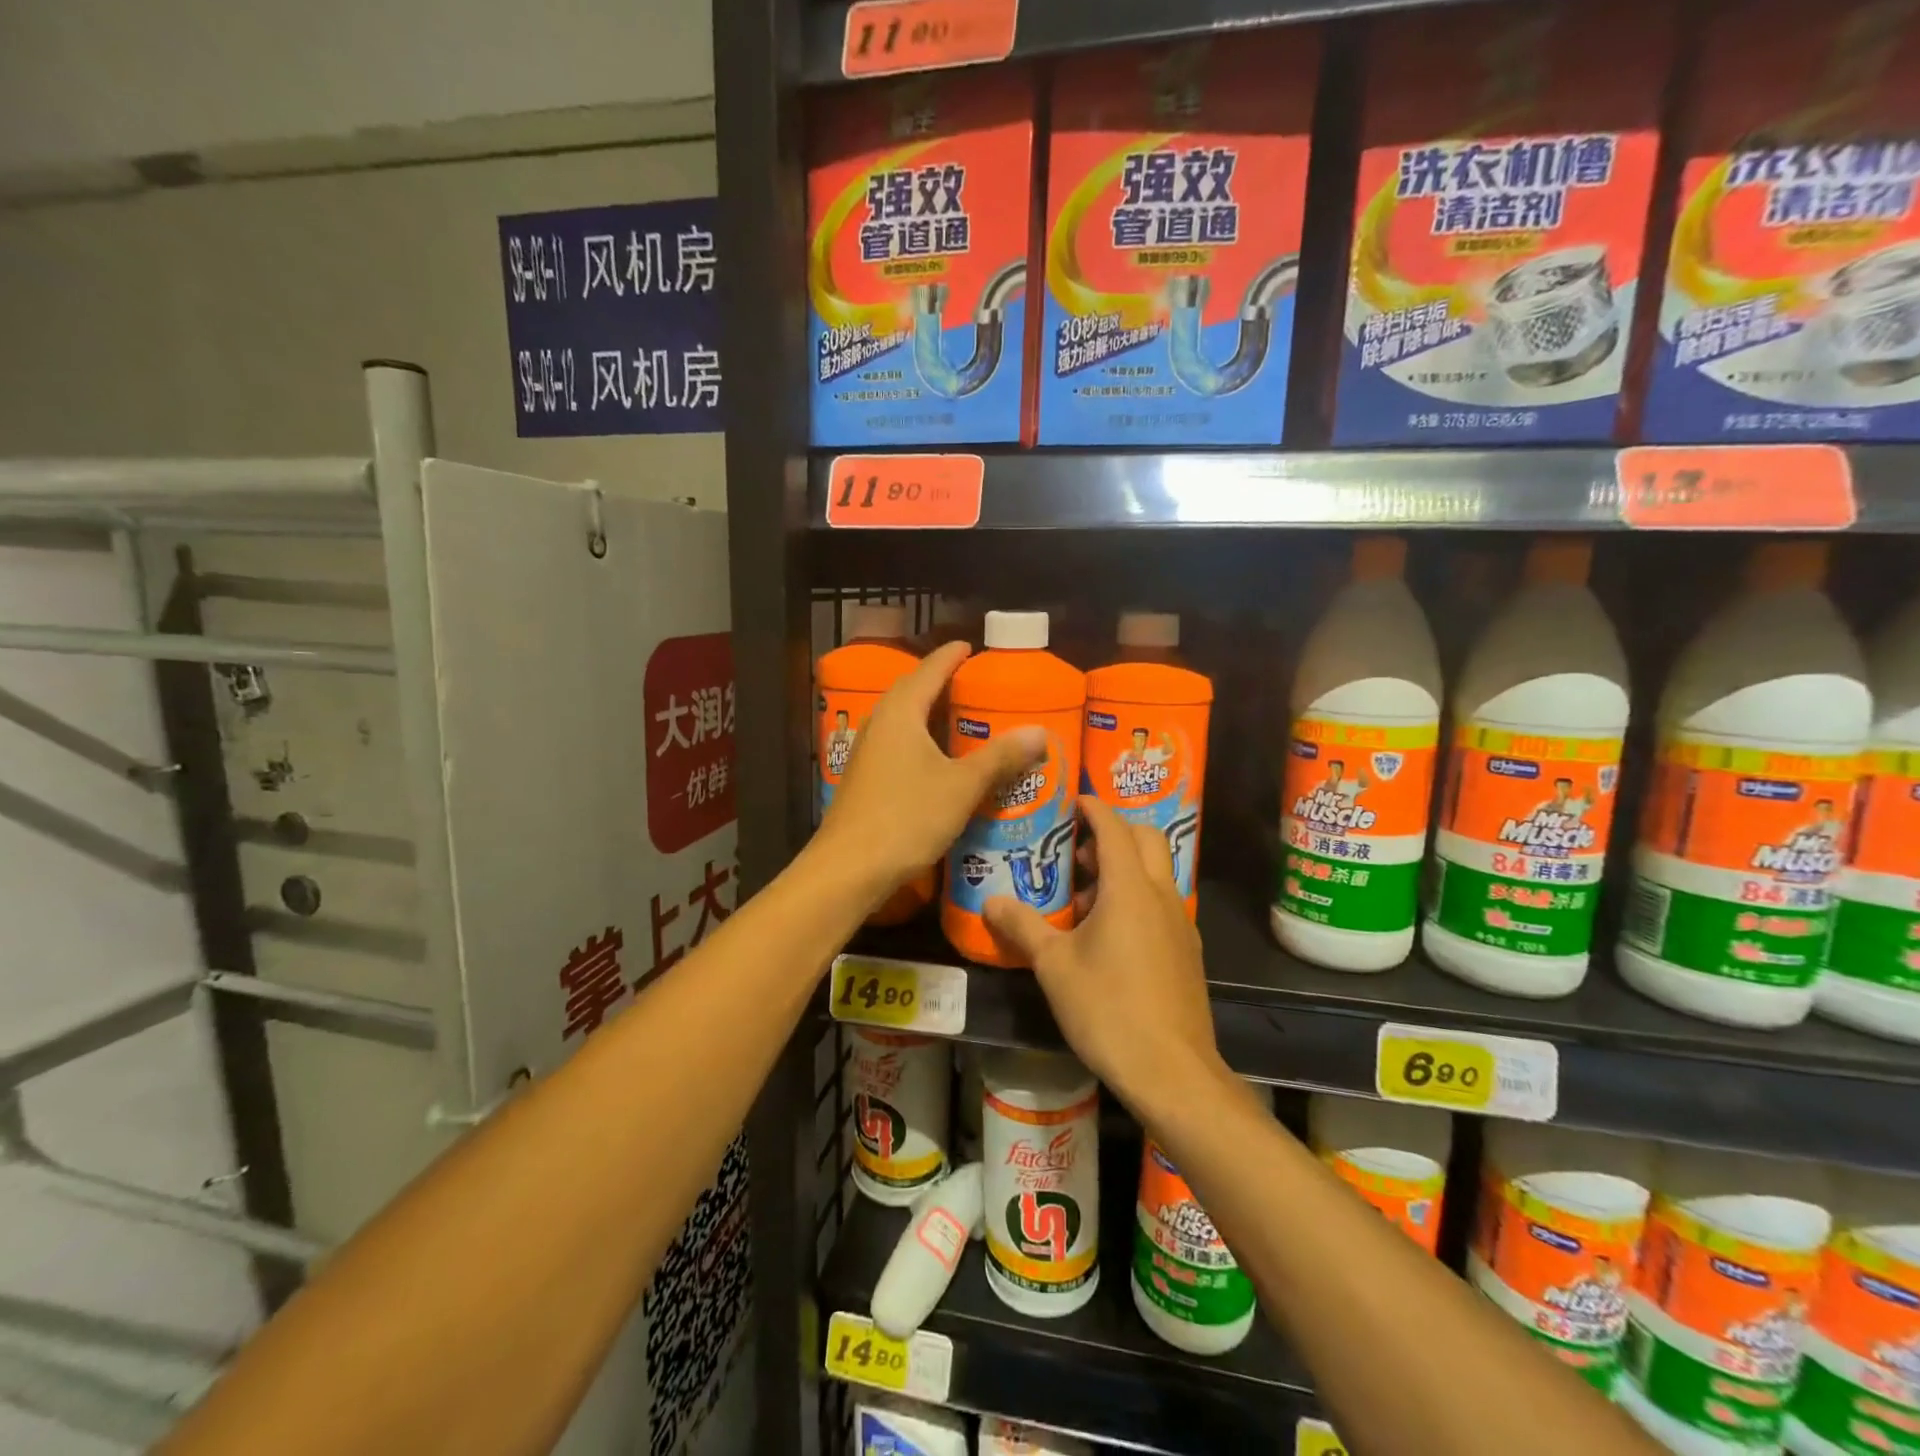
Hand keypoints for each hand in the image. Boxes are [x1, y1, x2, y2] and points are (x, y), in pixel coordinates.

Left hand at [815, 641, 1044, 912]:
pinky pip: (899, 745)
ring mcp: (868, 753)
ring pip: (904, 721)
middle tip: (973, 683)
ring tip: (962, 718)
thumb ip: (1000, 757)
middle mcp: (880, 724)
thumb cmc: (907, 818)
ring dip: (930, 714)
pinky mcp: (866, 779)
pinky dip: (922, 742)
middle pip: (912, 691)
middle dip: (940, 682)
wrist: (849, 869)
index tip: (970, 647)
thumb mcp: (962, 786)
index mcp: (901, 713)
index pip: (929, 670)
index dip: (951, 656)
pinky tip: (939, 760)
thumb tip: (1040, 731)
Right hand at [982, 796, 1222, 1110]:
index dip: (1093, 808)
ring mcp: (1180, 923)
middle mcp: (1161, 895)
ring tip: (1085, 897)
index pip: (1114, 828)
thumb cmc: (1108, 1008)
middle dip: (1114, 832)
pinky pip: (1162, 903)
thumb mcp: (1054, 966)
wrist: (1172, 1070)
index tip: (1073, 800)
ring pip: (1156, 872)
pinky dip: (1138, 897)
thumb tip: (991, 902)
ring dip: (1125, 868)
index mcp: (1129, 888)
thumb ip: (1023, 927)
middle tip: (1077, 850)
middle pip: (1146, 840)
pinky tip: (1110, 934)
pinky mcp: (1188, 950)